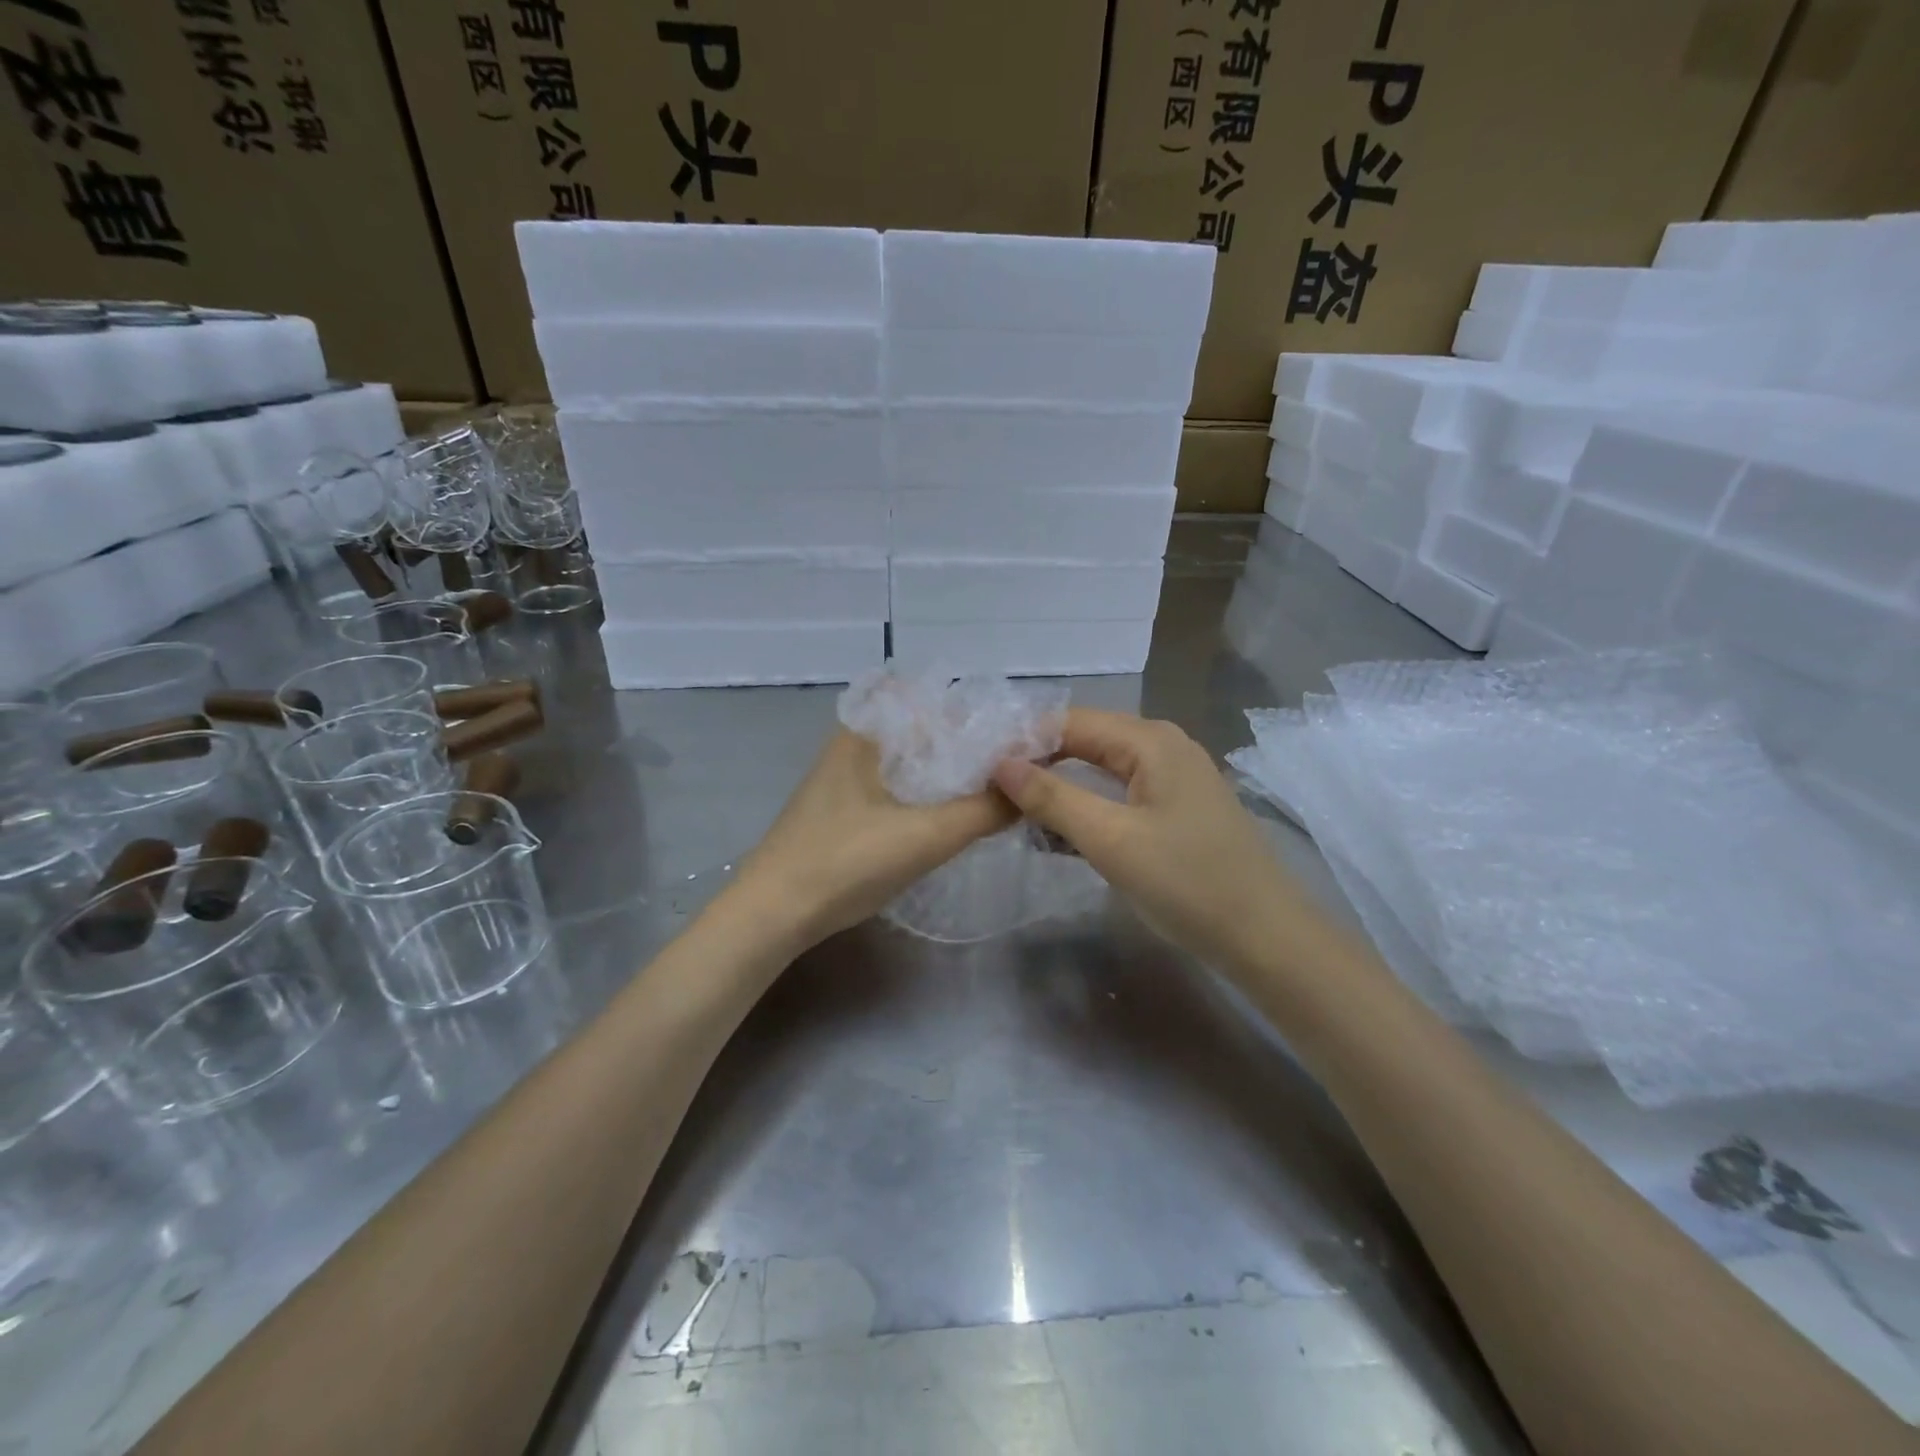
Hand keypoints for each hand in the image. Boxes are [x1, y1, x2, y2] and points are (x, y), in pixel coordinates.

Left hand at [731, 729, 1015, 952]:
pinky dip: (931, 795)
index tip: (1024, 736)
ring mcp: (847, 779)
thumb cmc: (845, 862)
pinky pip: (900, 788)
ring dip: (953, 774)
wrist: (773, 915)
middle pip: (928, 732)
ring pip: (915, 763)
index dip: (983, 715)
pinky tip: (955, 815)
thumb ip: (985, 809)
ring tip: (1000, 789)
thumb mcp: (925, 836)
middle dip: (974, 746)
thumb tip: (1034, 785)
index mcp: (868, 732)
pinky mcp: (845, 810)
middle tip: (1022, 766)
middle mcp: (856, 744)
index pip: (937, 702)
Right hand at [991, 709, 1306, 973]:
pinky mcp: (1176, 810)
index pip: (1068, 723)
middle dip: (1038, 766)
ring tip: (1013, 815)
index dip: (1023, 743)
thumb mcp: (1111, 839)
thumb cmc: (1188, 882)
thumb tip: (1000, 764)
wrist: (1266, 938)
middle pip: (1084, 743)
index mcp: (1150, 740)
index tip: (981, 772)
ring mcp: (1173, 778)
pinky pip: (1119, 797)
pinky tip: (1057, 835)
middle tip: (991, 795)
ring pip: (1100, 772)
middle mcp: (1163, 746)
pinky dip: (1087, 811)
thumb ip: (1052, 798)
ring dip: (1059, 791)